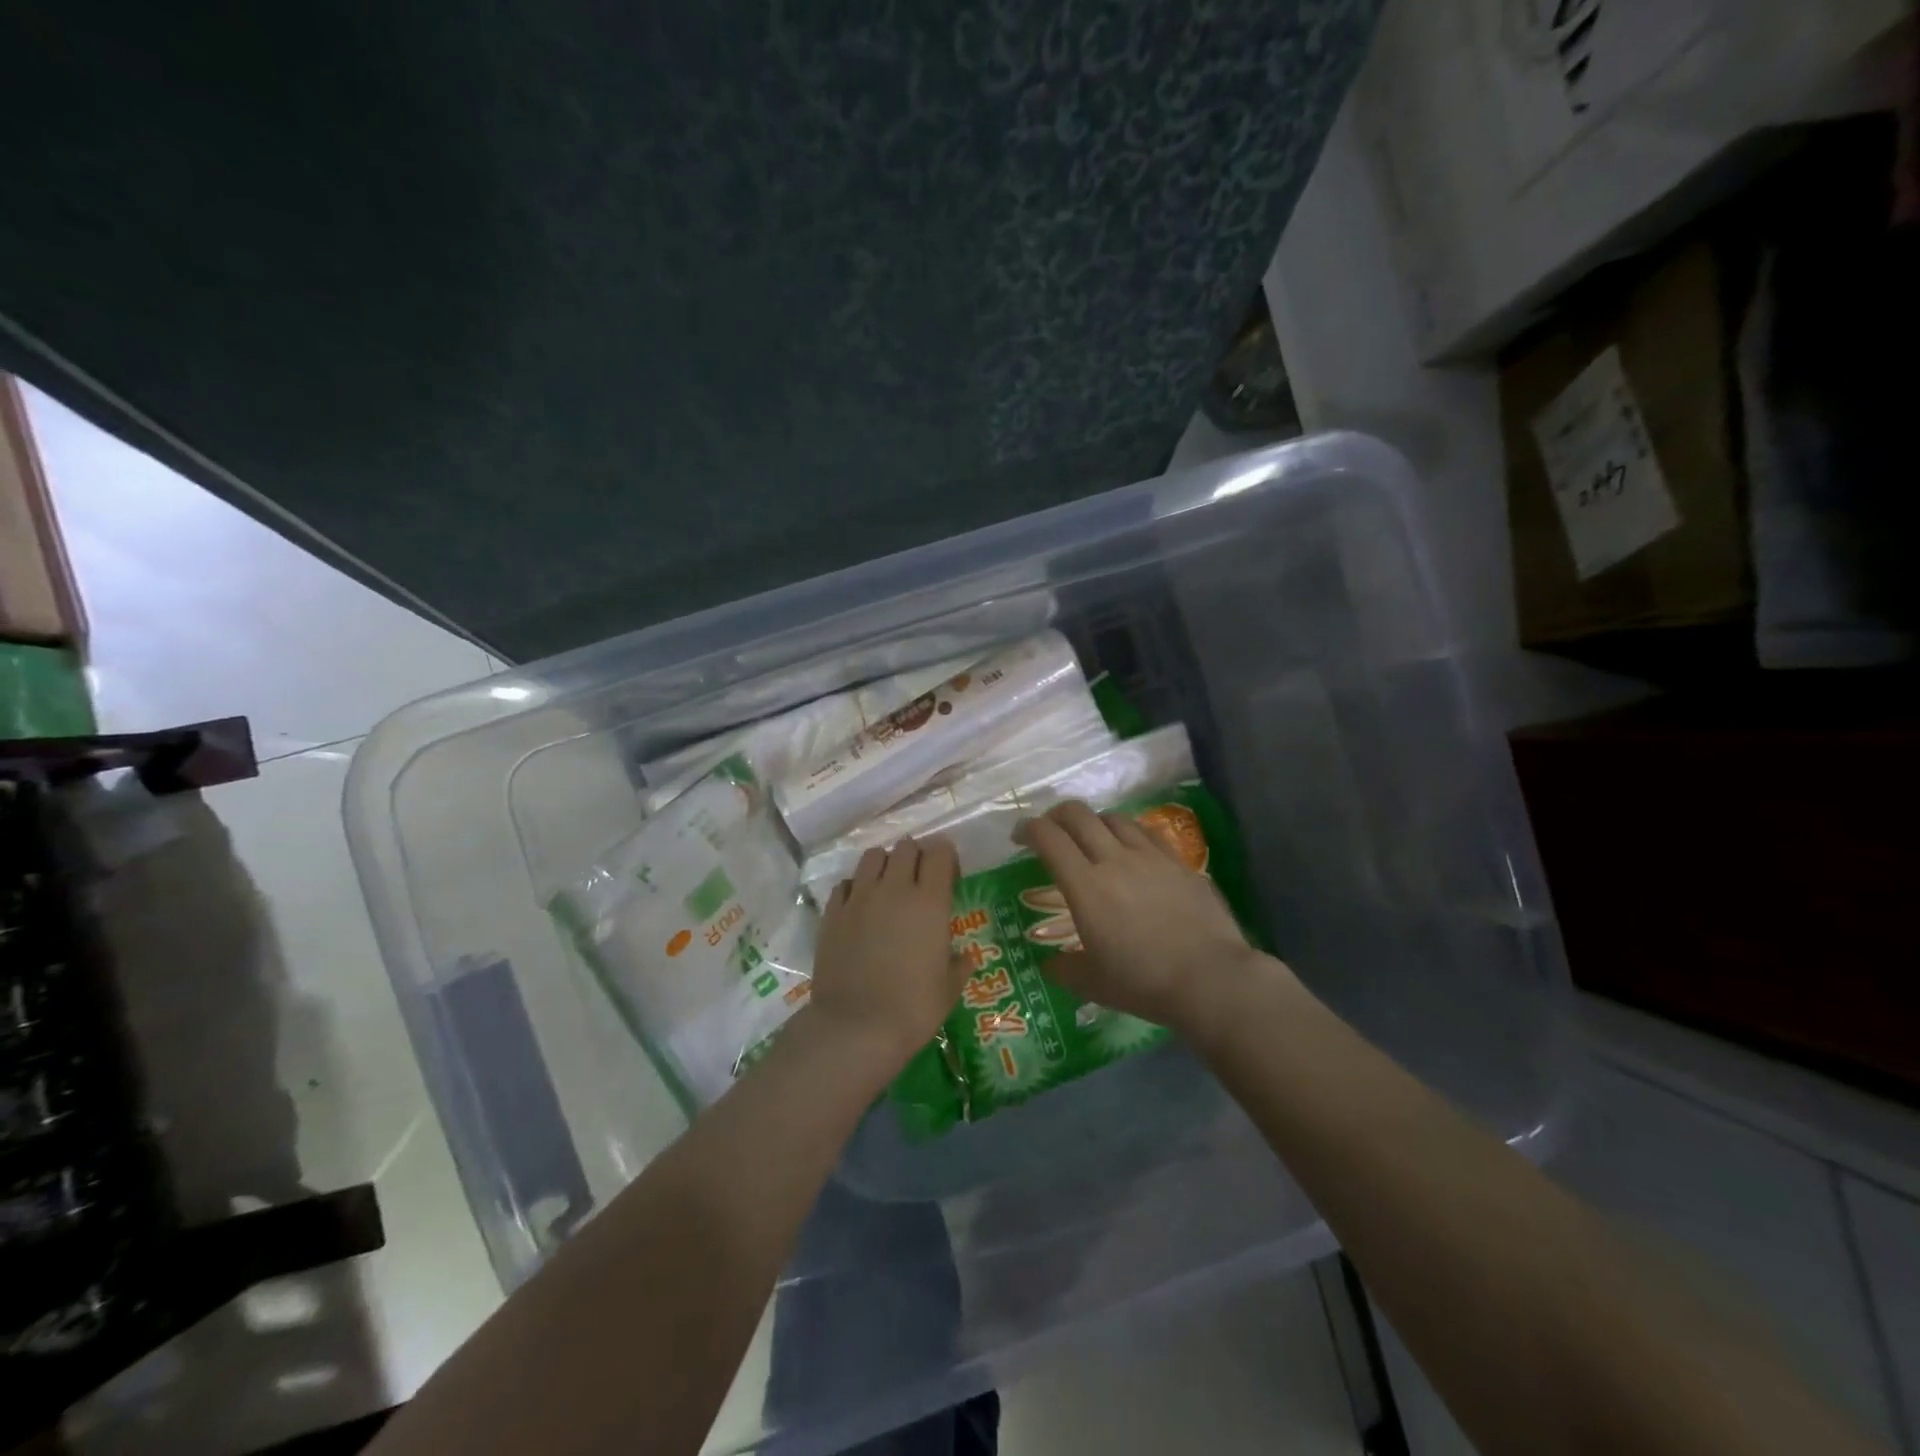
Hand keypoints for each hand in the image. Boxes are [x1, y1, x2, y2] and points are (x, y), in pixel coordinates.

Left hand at [809, 836, 965, 1067]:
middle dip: (916, 856)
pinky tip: (860, 908)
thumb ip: (959, 965)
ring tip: (888, 887)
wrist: (855, 1028)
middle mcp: (894, 889)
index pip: (939, 852)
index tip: (949, 876)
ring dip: (884, 864)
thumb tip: (965, 956)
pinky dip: (856, 887)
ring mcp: (859, 897)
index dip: (946, 858)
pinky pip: (845, 883)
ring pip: (872, 856)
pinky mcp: (833, 912)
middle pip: (906, 846)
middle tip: (919, 881)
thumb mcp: (949, 989)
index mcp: (929, 901)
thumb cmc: (913, 1009)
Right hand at [1016, 800, 1273, 1037]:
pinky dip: (1129, 832)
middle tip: (1050, 831)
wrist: (1210, 980)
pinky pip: (1147, 832)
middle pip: (1078, 815)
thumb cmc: (1143, 983)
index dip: (1027, 829)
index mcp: (1085, 886)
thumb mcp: (1092, 983)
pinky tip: (1131, 849)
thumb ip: (1064, 968)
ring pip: (1114, 818)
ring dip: (1094, 823)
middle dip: (1056, 815)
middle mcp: (1114, 859)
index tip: (1019, 837)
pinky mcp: (1179, 862)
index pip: (1048, 838)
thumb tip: (1049, 964)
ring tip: (1091, 839)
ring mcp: (1150, 856)